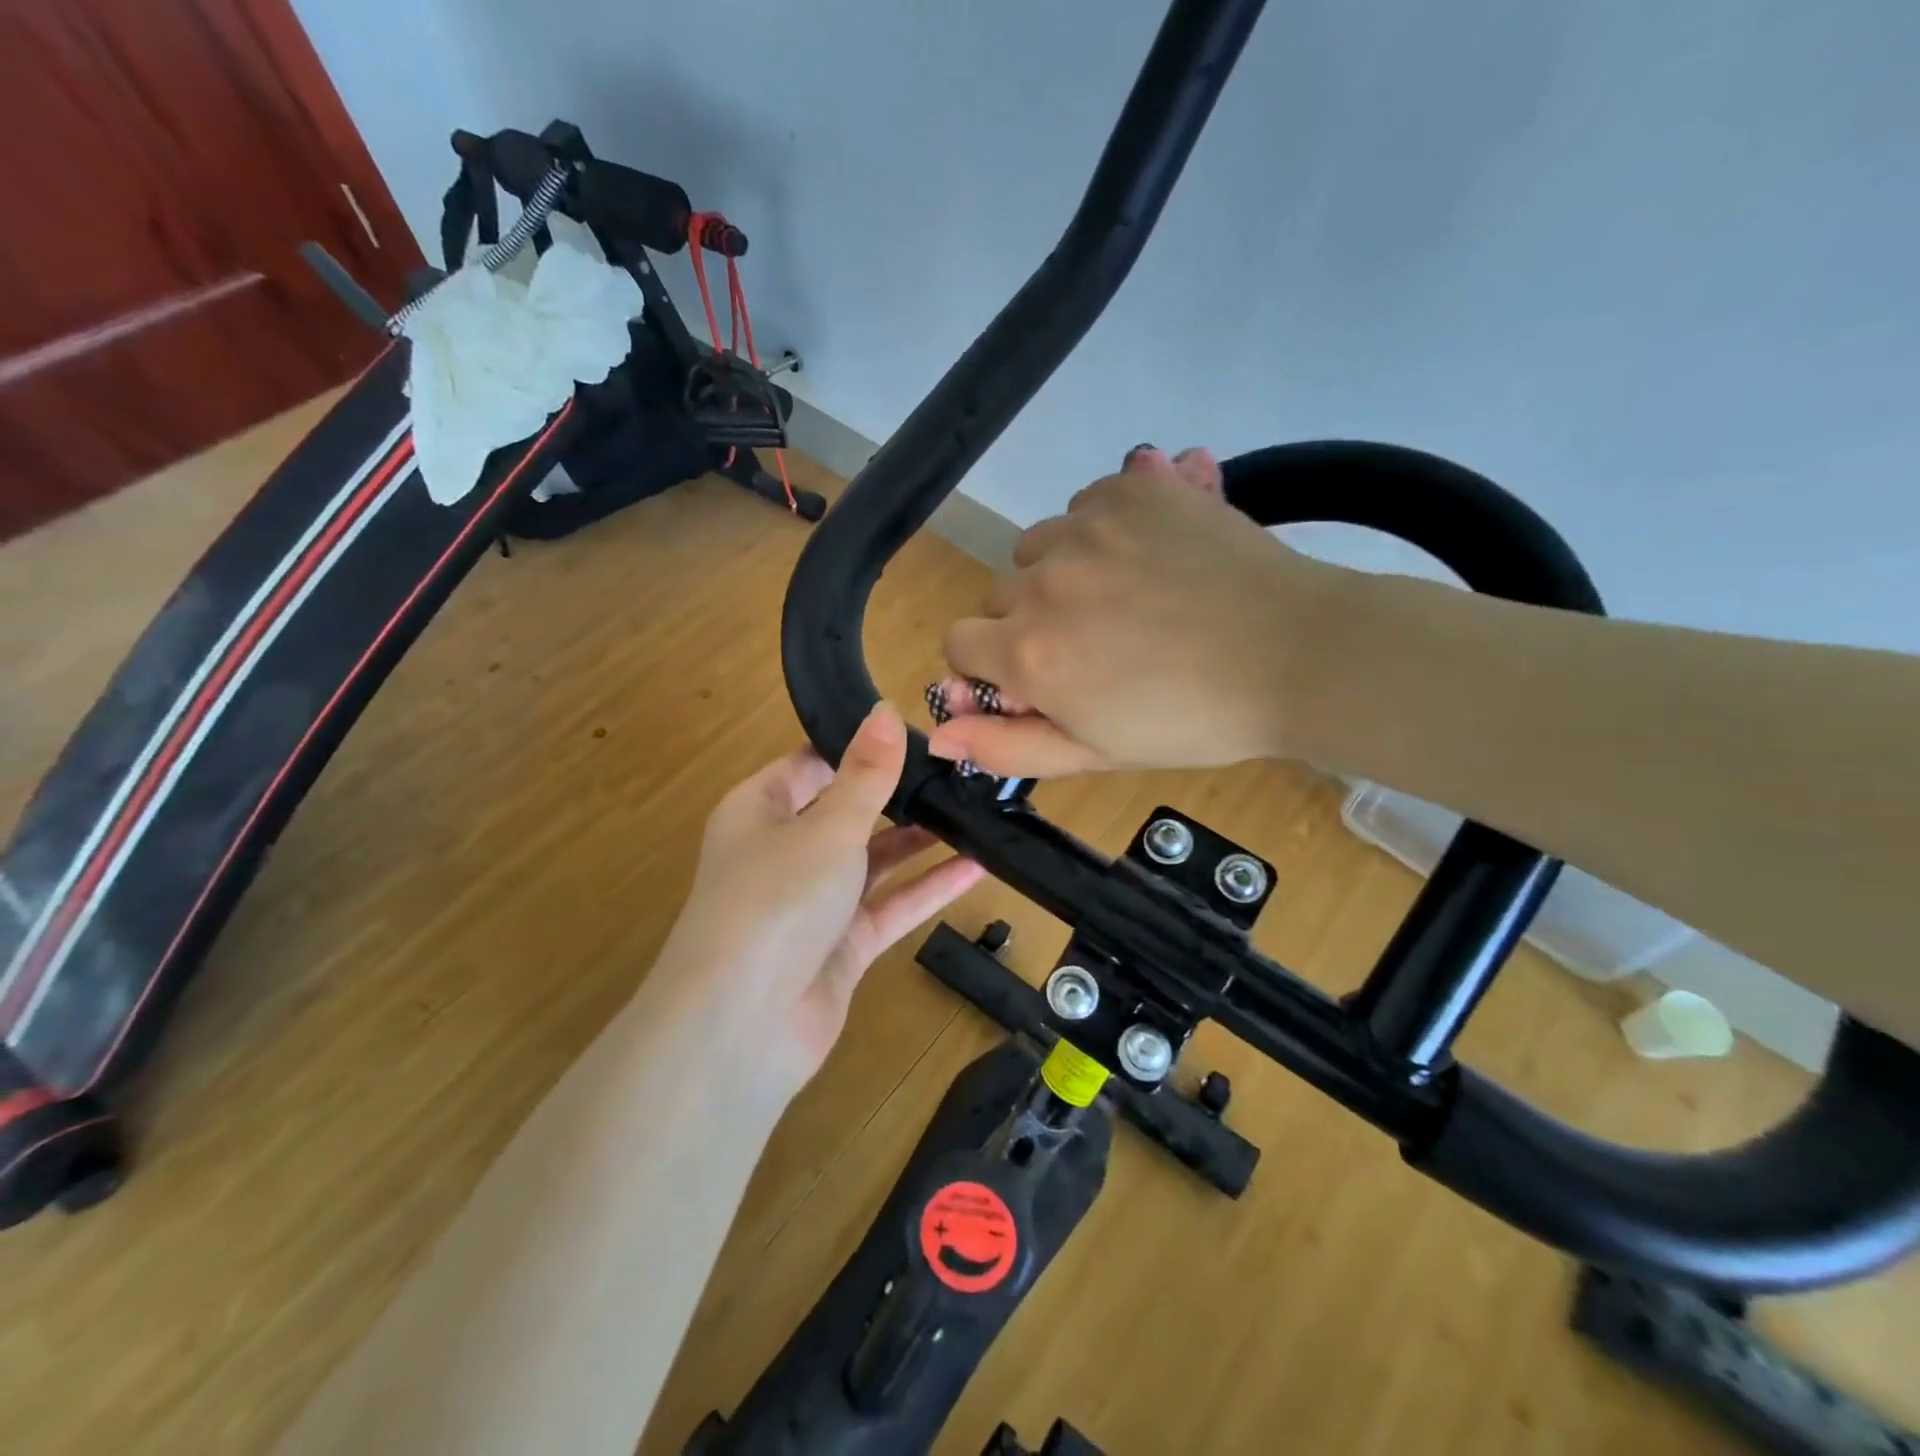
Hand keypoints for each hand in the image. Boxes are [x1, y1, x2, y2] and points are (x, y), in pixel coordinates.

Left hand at [654, 703, 984, 1093]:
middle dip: (898, 795)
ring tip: (976, 813)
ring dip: (919, 841)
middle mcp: (783, 851)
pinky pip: (890, 906)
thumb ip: (866, 773)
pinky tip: (977, 867)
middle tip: (960, 772)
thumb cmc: (776, 899)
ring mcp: (813, 903)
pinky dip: (928, 888)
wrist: (743, 1026)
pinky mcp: (840, 946)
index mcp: (760, 810)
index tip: (917, 733)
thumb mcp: (827, 826)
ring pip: (873, 861)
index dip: (859, 747)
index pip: (812, 764)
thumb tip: (886, 710)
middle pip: (847, 812)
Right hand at [932, 446, 1338, 776]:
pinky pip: (1084, 505)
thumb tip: (937, 736)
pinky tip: (1149, 557)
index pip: (959, 643)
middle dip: (1030, 623)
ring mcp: (1088, 525)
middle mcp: (1043, 578)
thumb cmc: (1190, 721)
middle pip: (999, 596)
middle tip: (1097, 647)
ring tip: (1126, 600)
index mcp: (1028, 650)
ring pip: (1038, 547)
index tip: (1036, 680)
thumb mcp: (1094, 754)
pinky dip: (1102, 531)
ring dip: (1062, 573)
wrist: (1295, 655)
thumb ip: (1007, 746)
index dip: (990, 667)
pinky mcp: (1133, 487)